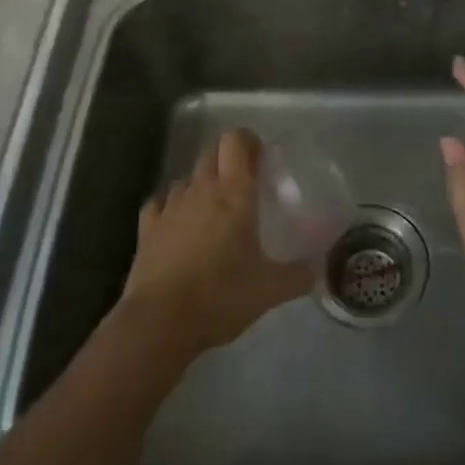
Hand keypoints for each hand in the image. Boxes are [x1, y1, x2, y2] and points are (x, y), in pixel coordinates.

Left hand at [118, 128, 313, 357]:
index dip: (248, 141)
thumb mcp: (269, 290)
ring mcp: (170, 206)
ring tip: (212, 210)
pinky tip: (177, 223)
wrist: (160, 322)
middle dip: (227, 161)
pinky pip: (160, 202)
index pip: (236, 141)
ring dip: (200, 185)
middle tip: (243, 186)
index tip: (260, 159)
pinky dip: (171, 206)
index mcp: (234, 194)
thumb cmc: (220, 296)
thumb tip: (318, 271)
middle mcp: (201, 190)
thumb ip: (298, 276)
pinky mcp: (147, 227)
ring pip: (187, 178)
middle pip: (211, 153)